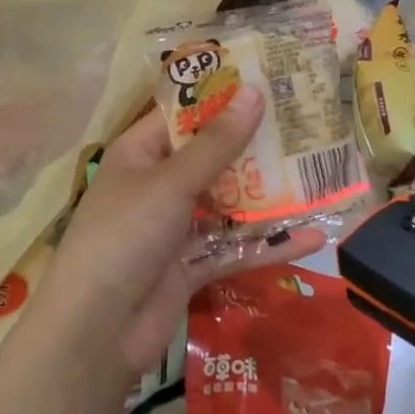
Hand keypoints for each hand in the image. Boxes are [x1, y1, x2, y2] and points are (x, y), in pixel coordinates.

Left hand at [44, 89, 325, 374]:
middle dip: (255, 148)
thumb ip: (217, 144)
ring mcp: (174, 229)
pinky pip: (233, 248)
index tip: (269, 82)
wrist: (96, 331)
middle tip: (306, 127)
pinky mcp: (190, 267)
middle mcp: (156, 185)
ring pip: (228, 205)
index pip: (184, 115)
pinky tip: (313, 238)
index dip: (222, 98)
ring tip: (318, 178)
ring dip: (268, 197)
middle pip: (212, 159)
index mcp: (140, 153)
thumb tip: (254, 92)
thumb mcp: (172, 183)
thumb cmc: (126, 235)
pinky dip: (268, 244)